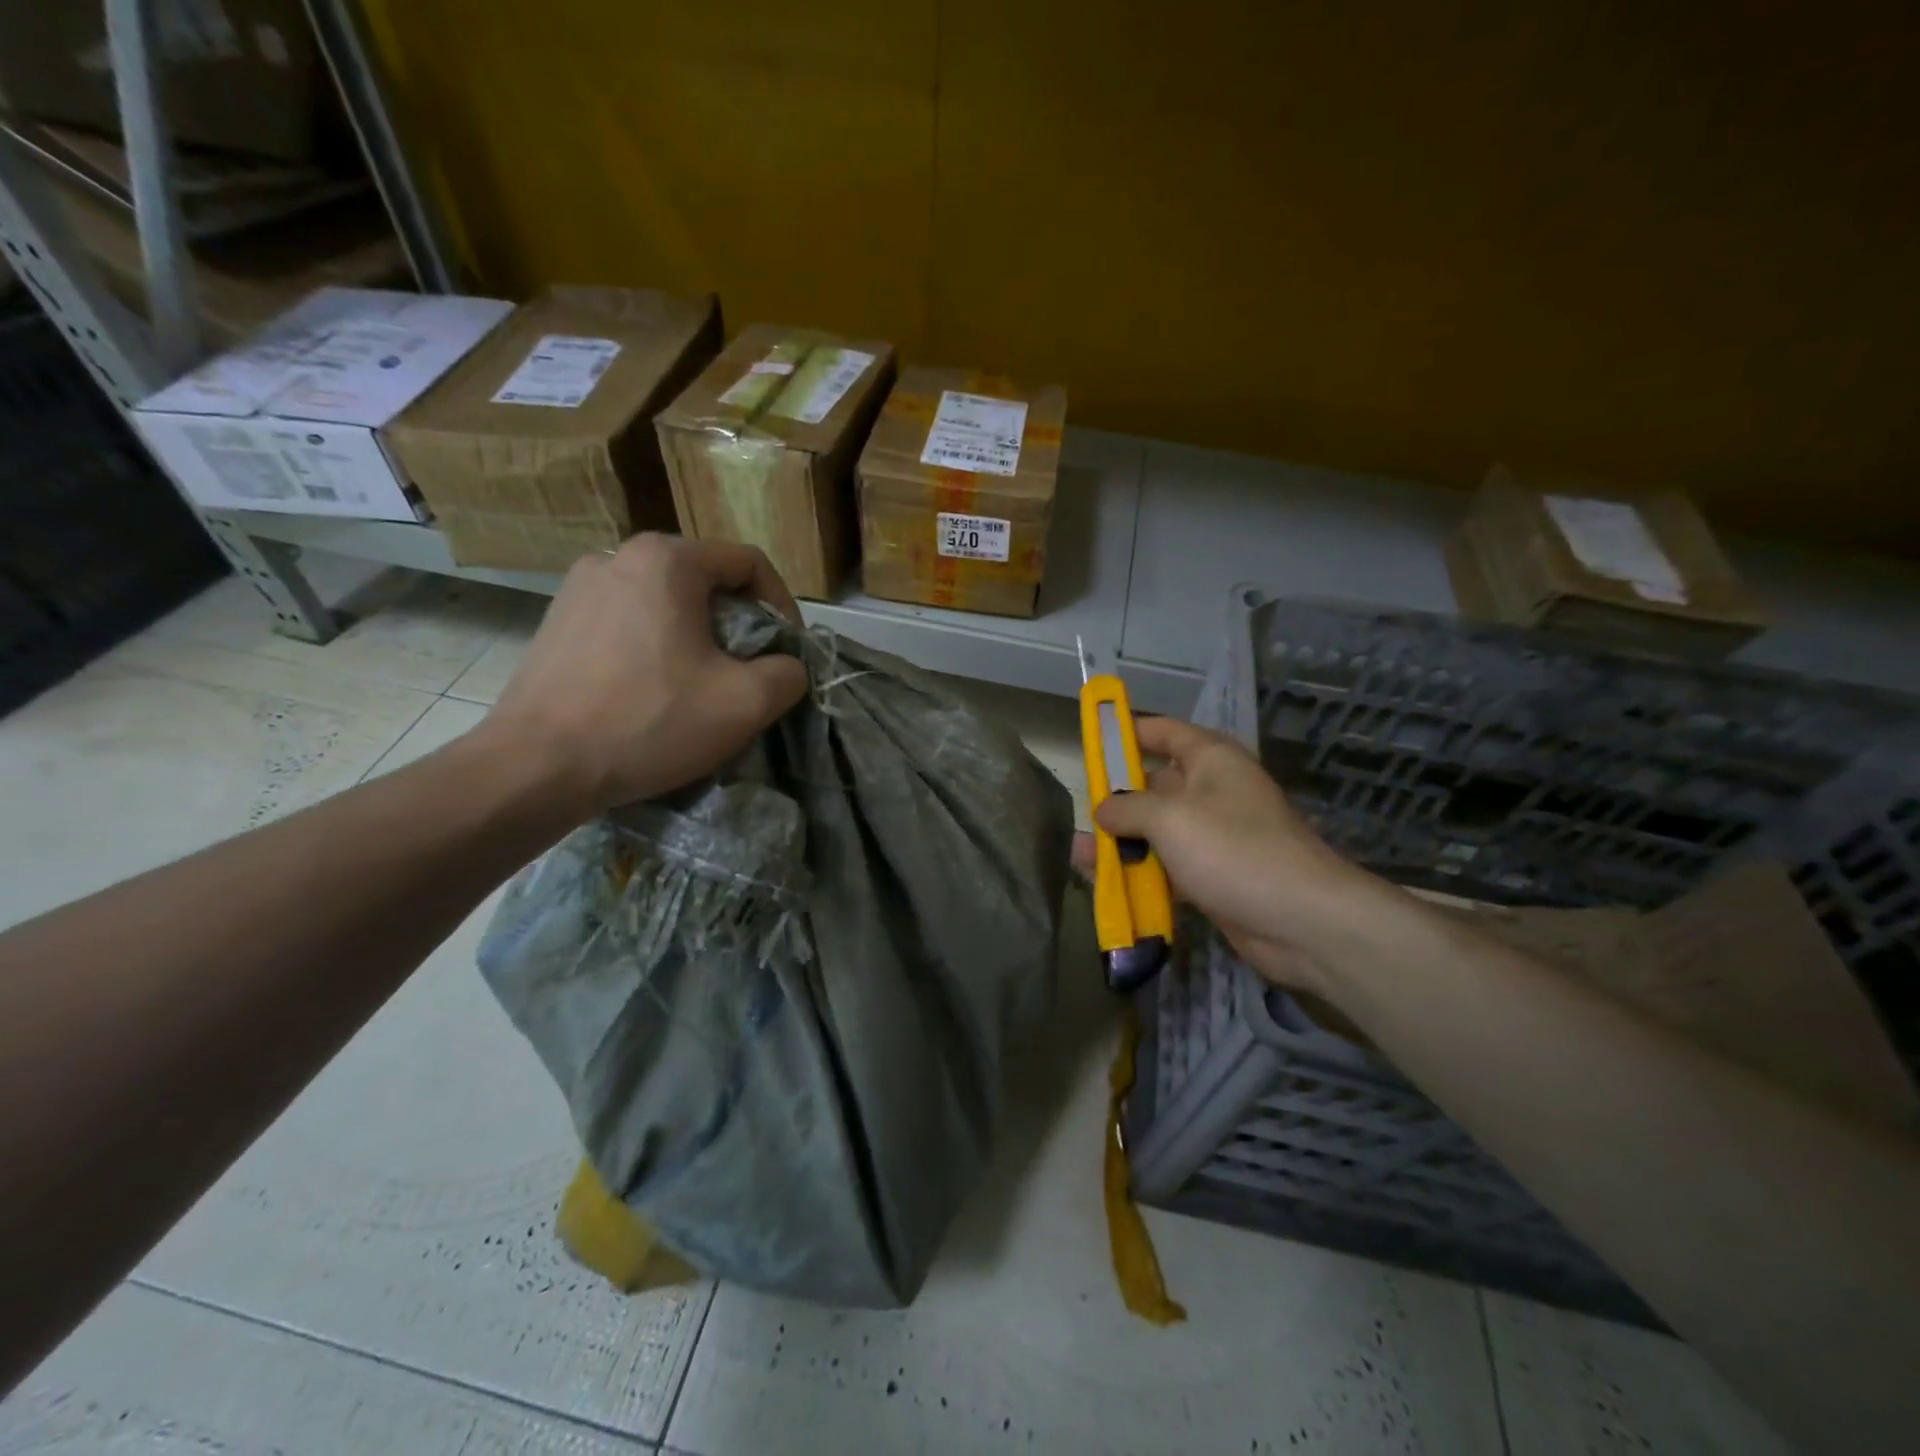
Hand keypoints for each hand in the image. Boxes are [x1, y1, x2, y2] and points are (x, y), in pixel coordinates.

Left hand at [481, 534, 808, 816]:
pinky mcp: (556, 622)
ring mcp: (579, 588)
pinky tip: (653, 691)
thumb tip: (786, 666)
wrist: (536, 767)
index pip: (748, 563)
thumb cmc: (649, 721)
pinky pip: (628, 622)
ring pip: (665, 602)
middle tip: (749, 672)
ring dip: (697, 636)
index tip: (788, 650)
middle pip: (705, 581)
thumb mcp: (745, 703)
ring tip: (702, 685)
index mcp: (666, 560)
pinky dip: (656, 646)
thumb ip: (788, 673)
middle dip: (739, 624)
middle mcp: (618, 557)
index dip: (783, 604)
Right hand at [1075, 718, 1383, 993]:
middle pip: (1154, 785)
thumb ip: (1126, 808)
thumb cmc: (1233, 850)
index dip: (1128, 733)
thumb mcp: (1169, 818)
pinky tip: (1107, 884)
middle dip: (1116, 798)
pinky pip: (1167, 866)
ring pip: (1157, 830)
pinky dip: (1141, 872)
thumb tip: (1102, 810)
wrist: (1301, 921)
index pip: (1164, 732)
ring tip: (1080, 855)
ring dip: (1122, 842)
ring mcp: (1213, 836)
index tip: (1092, 741)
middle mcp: (1212, 791)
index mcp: (1211, 760)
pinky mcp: (1213, 875)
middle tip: (1079, 812)